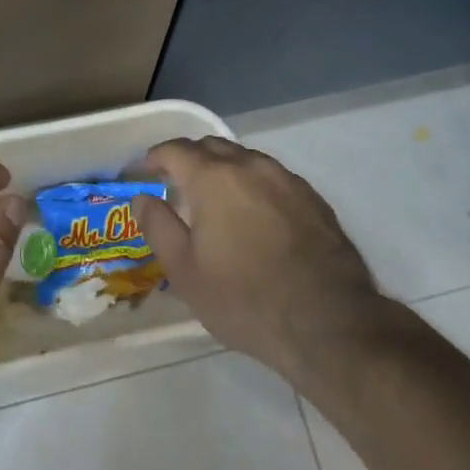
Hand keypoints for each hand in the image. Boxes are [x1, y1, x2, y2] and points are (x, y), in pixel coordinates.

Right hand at [135, 138, 382, 381]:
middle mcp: (250, 166)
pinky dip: (254, 186)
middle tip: (176, 184)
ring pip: (246, 160)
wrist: (327, 322)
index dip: (155, 157)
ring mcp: (287, 179)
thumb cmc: (244, 299)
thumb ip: (158, 226)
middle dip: (189, 158)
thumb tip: (142, 198)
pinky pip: (273, 179)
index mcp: (213, 177)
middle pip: (212, 146)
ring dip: (224, 170)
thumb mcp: (185, 271)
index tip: (144, 171)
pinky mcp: (313, 198)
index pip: (175, 150)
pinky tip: (255, 216)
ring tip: (216, 200)